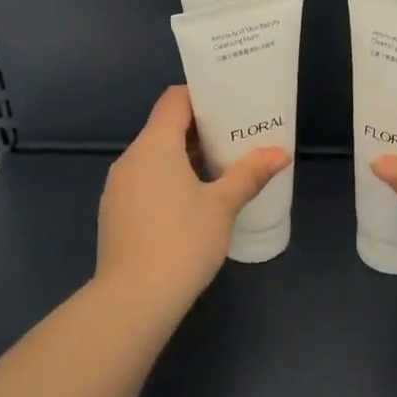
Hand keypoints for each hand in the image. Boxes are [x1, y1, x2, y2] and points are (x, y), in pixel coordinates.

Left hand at [96, 86, 289, 319]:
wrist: (134, 299)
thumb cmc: (183, 241)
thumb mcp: (223, 205)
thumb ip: (250, 174)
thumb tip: (280, 153)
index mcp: (154, 146)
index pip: (174, 100)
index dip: (202, 96)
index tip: (230, 104)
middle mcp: (130, 159)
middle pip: (165, 128)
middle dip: (200, 131)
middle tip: (236, 138)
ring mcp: (118, 188)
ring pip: (154, 157)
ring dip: (185, 158)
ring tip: (220, 170)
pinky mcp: (116, 213)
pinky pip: (145, 181)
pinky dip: (169, 180)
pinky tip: (193, 203)